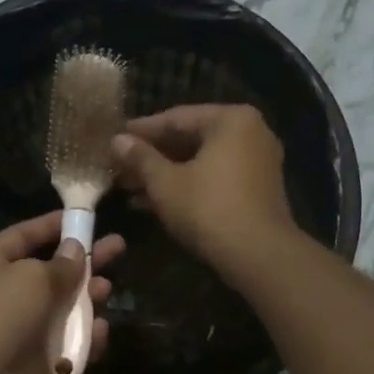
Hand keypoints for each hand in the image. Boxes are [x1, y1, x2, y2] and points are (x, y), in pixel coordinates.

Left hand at [0, 212, 124, 373]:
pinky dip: (84, 337)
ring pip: (62, 307)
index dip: (53, 225)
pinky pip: (66, 342)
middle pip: (51, 271)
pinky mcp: (35, 358)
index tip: (84, 218)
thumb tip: (76, 249)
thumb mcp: (33, 277)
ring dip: (87, 299)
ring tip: (106, 290)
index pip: (24, 235)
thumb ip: (61, 264)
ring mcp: (20, 327)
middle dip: (84, 261)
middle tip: (118, 247)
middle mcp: (4, 292)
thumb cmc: (0, 314)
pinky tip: (100, 332)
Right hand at [112, 104, 297, 275]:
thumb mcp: (166, 183)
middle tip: (120, 167)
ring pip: (201, 162)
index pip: (176, 118)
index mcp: (231, 119)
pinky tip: (153, 203)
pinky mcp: (257, 190)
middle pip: (190, 139)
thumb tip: (117, 140)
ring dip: (166, 175)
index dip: (141, 131)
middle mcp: (250, 133)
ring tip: (129, 188)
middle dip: (153, 157)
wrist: (258, 255)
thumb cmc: (208, 209)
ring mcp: (257, 162)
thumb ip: (141, 158)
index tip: (115, 138)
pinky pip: (215, 178)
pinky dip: (188, 186)